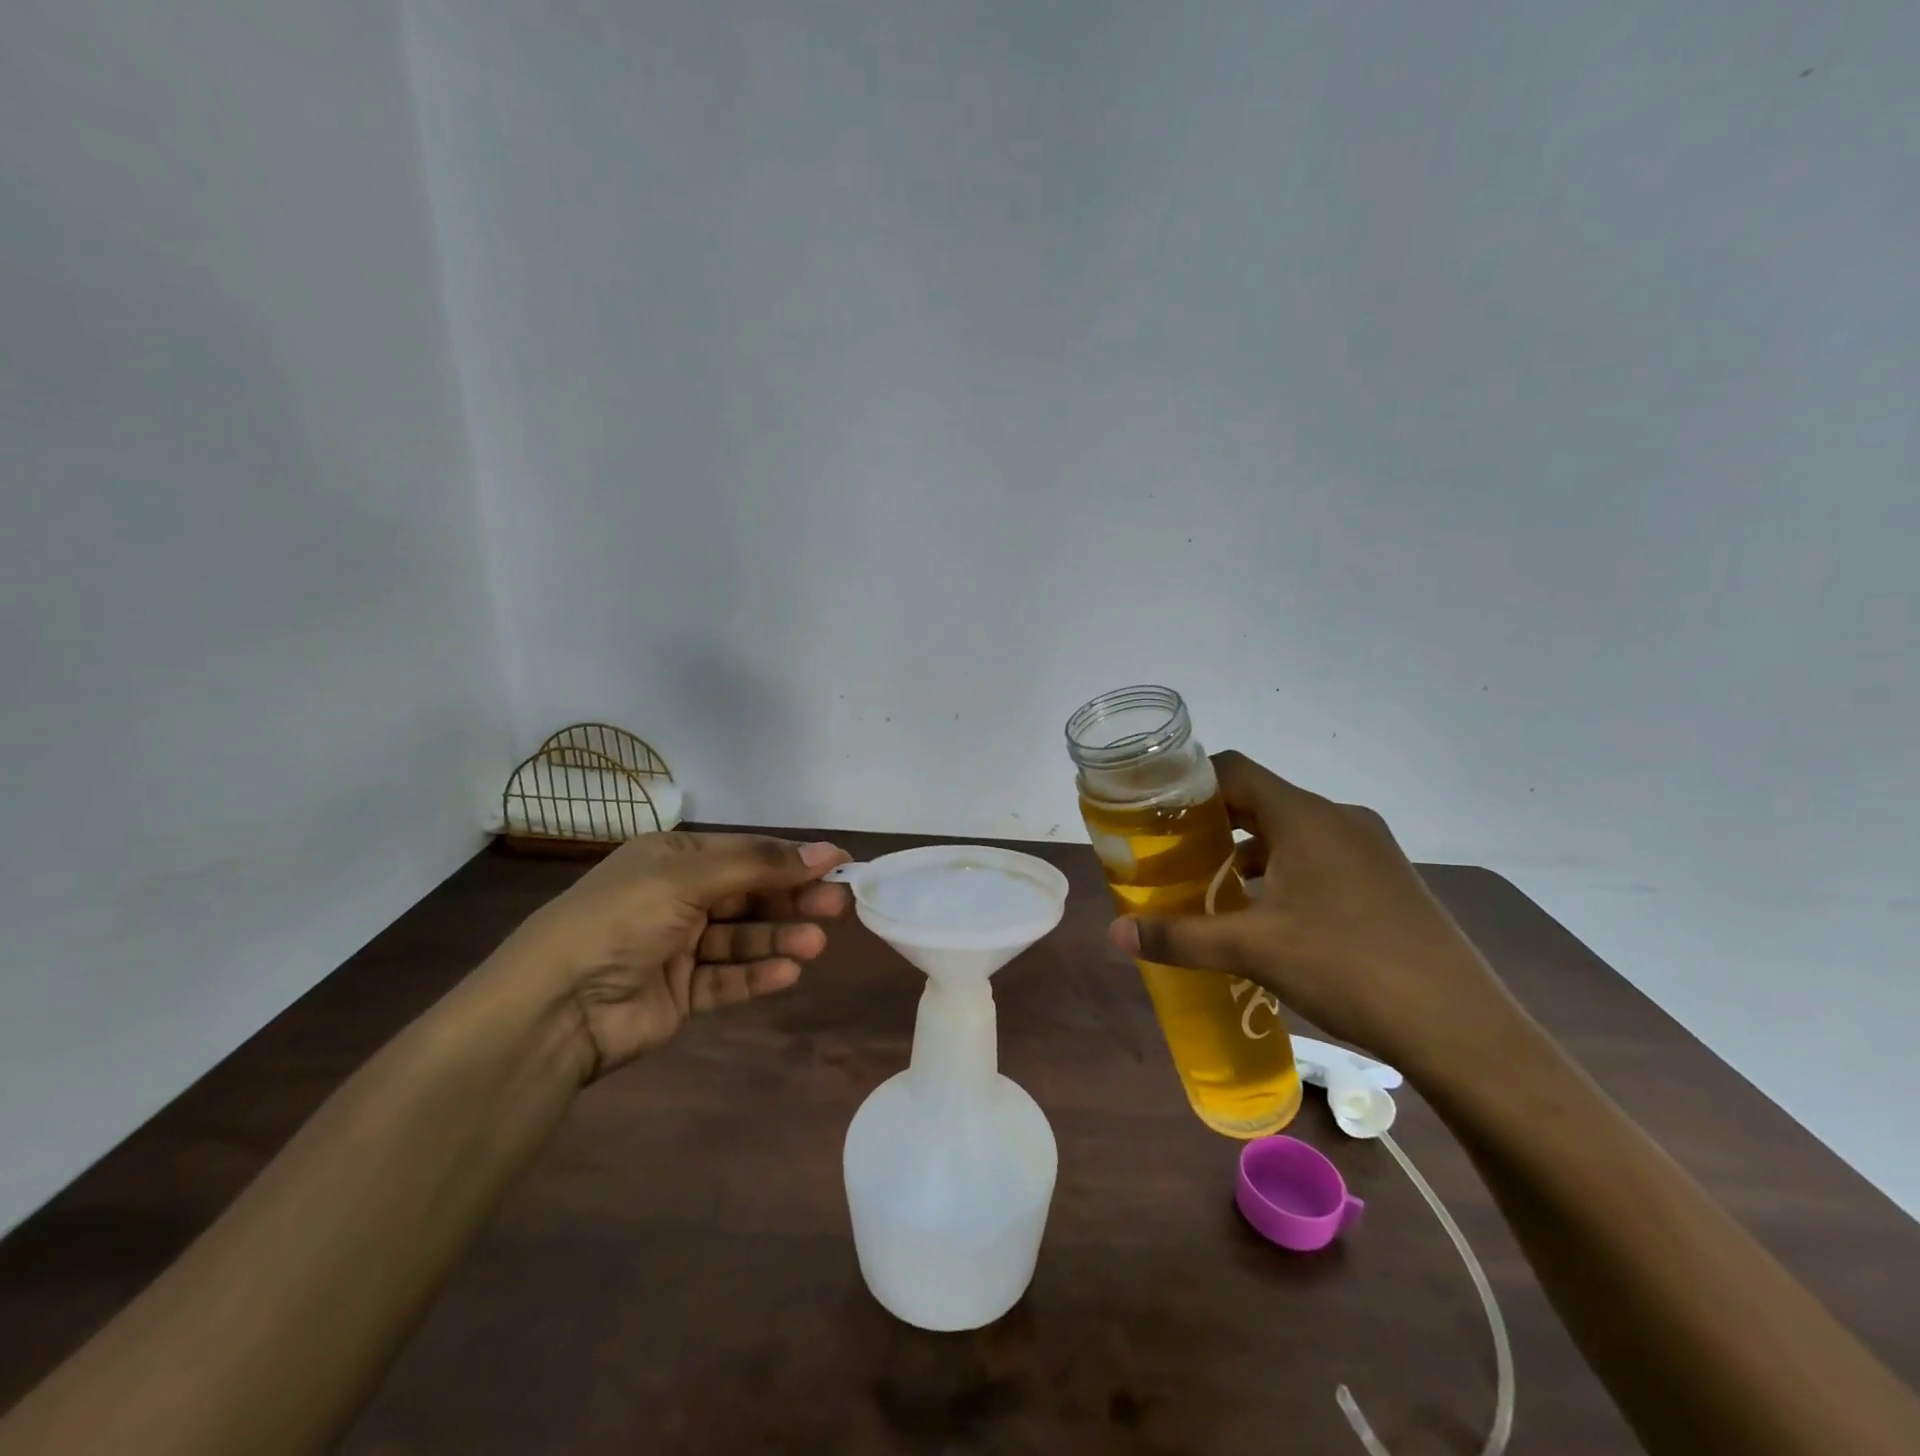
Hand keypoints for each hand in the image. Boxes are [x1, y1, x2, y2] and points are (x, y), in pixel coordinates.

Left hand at [501, 832, 850, 1080]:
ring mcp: (678, 949)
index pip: (745, 853)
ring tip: (815, 945)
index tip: (839, 863)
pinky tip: (787, 973)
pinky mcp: (679, 994)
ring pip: (742, 939)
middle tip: (837, 907)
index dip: (792, 857)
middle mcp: (677, 899)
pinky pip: (727, 980)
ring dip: (779, 939)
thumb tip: (824, 852)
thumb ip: (758, 866)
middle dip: (792, 900)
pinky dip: (757, 976)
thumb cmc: (620, 920)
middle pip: (749, 896)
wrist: (552, 1009)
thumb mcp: (686, 878)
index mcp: (671, 860)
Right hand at [1110, 750, 1515, 1070]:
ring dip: (1249, 848)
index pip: (1234, 770)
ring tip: (1212, 884)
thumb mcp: (1254, 950)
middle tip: (1172, 851)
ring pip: (1291, 829)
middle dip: (1212, 821)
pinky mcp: (1387, 877)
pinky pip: (1320, 854)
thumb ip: (1180, 937)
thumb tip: (1114, 935)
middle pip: (1260, 798)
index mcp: (1305, 817)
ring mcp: (1370, 847)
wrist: (1460, 1027)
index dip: (1190, 782)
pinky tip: (1268, 911)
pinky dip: (1284, 868)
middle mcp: (1339, 818)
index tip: (1156, 810)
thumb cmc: (1348, 968)